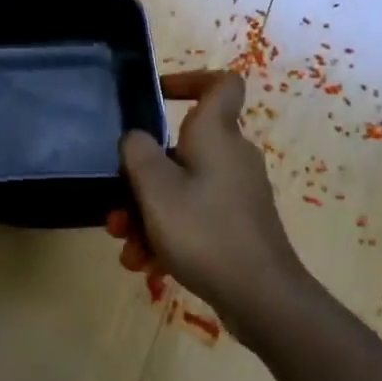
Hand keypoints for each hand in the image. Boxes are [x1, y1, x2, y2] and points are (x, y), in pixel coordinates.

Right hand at [114, 70, 305, 338]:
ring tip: (126, 248)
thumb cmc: (205, 232)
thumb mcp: (156, 189)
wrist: (263, 300)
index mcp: (216, 135)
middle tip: (118, 205)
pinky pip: (194, 216)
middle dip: (141, 177)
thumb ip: (137, 153)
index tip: (158, 95)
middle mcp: (230, 157)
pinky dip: (168, 234)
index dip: (190, 79)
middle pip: (180, 149)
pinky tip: (147, 266)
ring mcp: (235, 193)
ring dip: (147, 214)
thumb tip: (136, 138)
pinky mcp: (237, 225)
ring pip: (181, 189)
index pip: (221, 84)